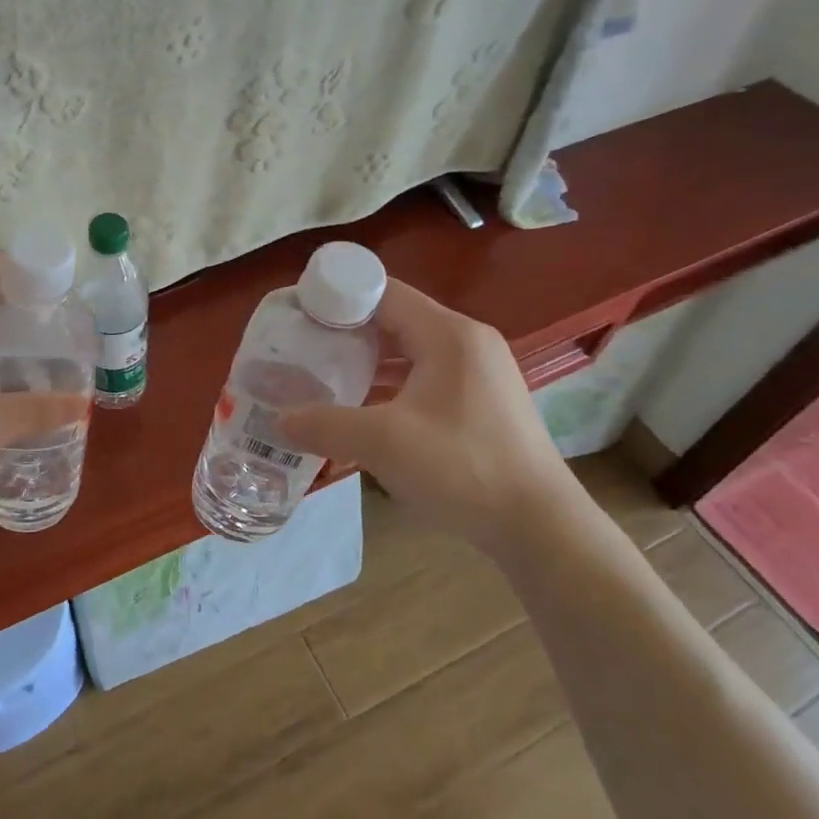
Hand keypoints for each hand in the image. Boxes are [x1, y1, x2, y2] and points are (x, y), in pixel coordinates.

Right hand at [277, 280, 581, 556]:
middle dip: (347, 332)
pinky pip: (425, 376)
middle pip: (395, 318)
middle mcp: (466, 342)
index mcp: (448, 334)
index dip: (338, 298)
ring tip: (324, 376)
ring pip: (410, 350)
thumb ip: (325, 425)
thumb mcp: (383, 444)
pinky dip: (391, 384)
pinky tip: (363, 408)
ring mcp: (478, 372)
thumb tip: (278, 420)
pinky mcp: (481, 400)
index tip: (299, 315)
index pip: (383, 292)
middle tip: (304, 348)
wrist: (540, 526)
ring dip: (368, 361)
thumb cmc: (463, 468)